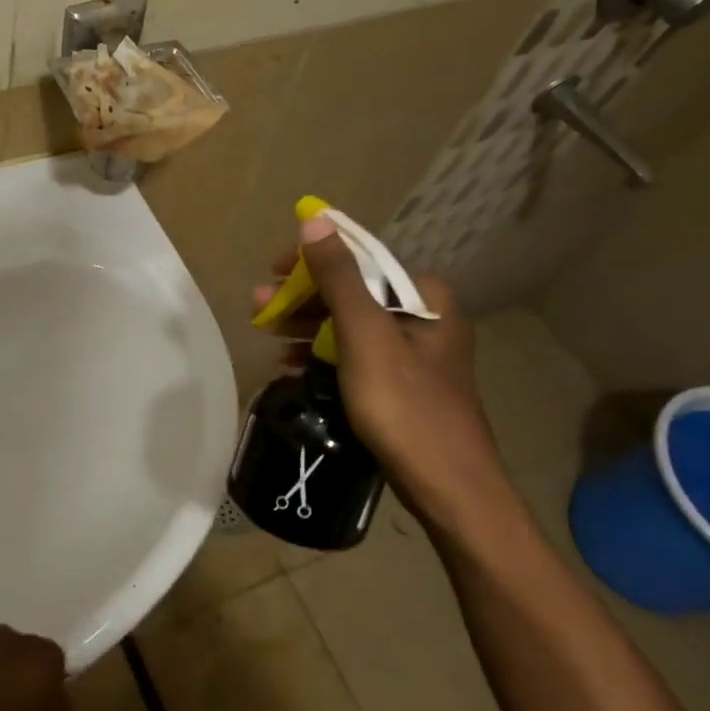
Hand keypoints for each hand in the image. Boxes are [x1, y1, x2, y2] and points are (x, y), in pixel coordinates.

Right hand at [253, 215, 521, 537]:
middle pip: (353, 293)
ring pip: (351, 325)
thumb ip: (339, 278)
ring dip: (308, 327)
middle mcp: (425, 317)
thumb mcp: (365, 337)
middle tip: (260, 311)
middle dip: (303, 299)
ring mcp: (416, 353)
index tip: (271, 274)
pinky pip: (356, 354)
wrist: (449, 489)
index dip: (311, 262)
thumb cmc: (405, 407)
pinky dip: (324, 354)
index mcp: (425, 297)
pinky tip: (293, 365)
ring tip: (269, 338)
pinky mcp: (403, 384)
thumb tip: (314, 221)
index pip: (360, 260)